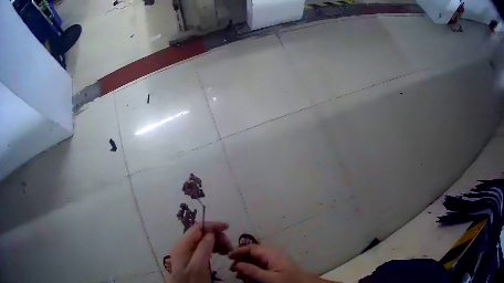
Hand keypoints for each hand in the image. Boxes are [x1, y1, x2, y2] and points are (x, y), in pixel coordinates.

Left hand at [170, 222, 232, 282]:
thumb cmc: (190, 281)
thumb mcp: (199, 267)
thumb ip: (203, 249)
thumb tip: (211, 233)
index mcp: (182, 245)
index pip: (197, 228)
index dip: (212, 225)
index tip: (228, 227)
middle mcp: (182, 246)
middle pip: (200, 234)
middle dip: (216, 236)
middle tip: (229, 246)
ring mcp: (184, 252)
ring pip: (201, 241)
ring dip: (215, 242)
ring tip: (226, 251)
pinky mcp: (188, 259)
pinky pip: (200, 248)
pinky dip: (211, 249)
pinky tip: (218, 254)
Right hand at [229, 245, 316, 282]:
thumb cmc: (288, 281)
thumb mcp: (269, 278)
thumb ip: (253, 271)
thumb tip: (237, 264)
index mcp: (270, 254)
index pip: (251, 248)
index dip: (239, 251)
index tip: (228, 258)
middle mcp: (271, 254)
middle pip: (251, 254)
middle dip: (240, 260)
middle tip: (232, 270)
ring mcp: (272, 260)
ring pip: (254, 260)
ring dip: (245, 266)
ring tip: (238, 275)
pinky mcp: (274, 266)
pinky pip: (260, 266)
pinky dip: (252, 270)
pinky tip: (247, 277)